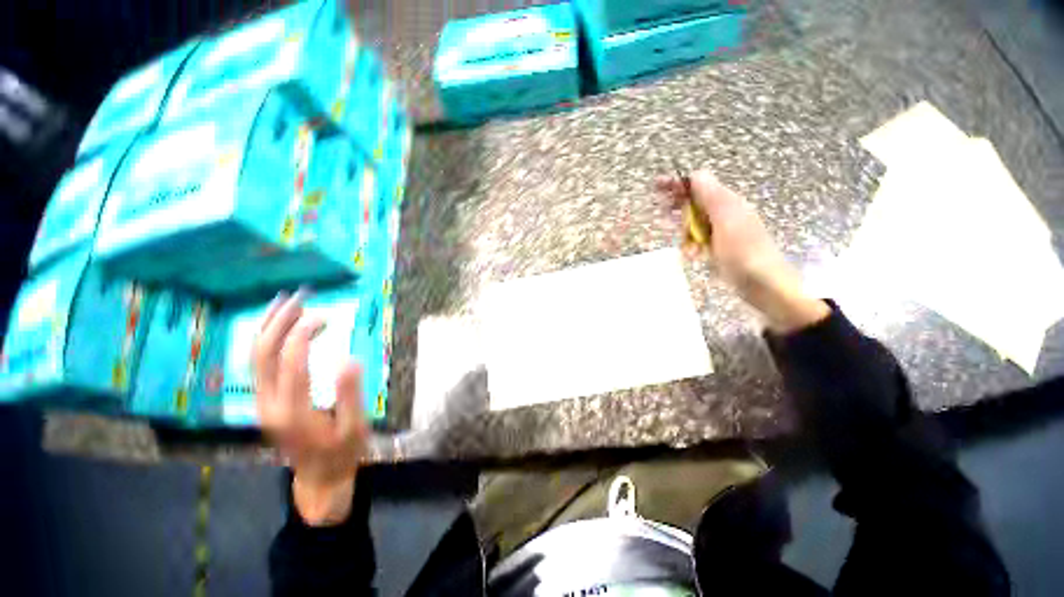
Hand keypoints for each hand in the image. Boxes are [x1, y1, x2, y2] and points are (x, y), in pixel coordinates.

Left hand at [254, 291, 369, 525]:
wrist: (318, 478)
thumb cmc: (341, 452)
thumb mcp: (354, 427)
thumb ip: (350, 394)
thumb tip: (350, 359)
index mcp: (293, 412)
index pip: (290, 363)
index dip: (302, 335)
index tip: (323, 318)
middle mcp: (269, 405)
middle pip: (263, 355)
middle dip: (278, 322)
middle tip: (299, 298)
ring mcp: (262, 403)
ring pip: (254, 358)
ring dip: (268, 327)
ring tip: (286, 303)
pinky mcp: (264, 402)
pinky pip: (259, 365)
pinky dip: (267, 340)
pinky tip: (279, 327)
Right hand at [657, 170, 829, 332]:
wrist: (762, 283)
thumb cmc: (743, 251)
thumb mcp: (726, 220)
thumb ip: (711, 196)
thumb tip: (695, 174)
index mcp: (727, 202)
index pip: (699, 184)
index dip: (678, 184)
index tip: (657, 187)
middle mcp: (724, 212)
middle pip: (695, 202)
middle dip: (678, 207)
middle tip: (663, 214)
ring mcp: (722, 230)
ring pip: (695, 222)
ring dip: (685, 231)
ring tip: (684, 244)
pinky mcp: (720, 246)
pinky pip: (699, 239)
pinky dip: (692, 245)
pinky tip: (693, 254)